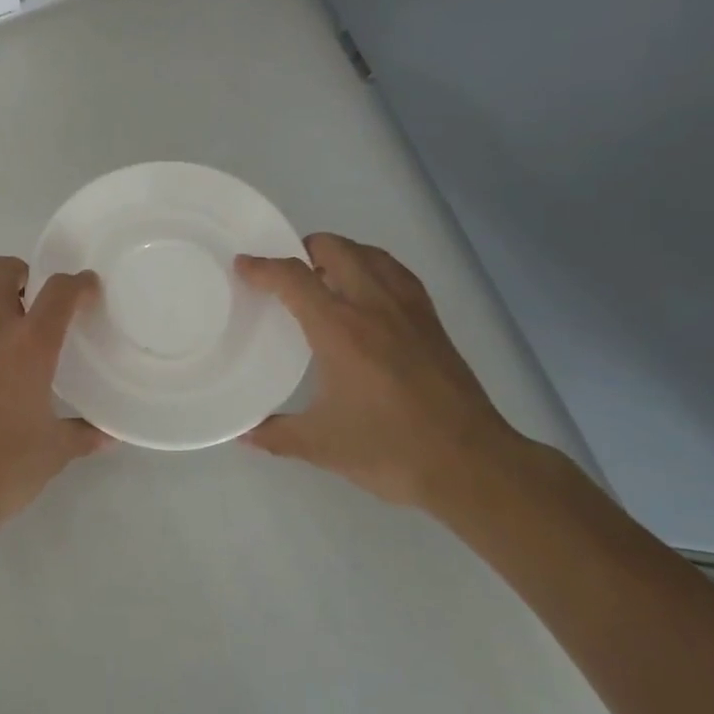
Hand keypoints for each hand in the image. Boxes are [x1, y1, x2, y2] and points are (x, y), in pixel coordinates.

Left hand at [0, 256, 103, 535]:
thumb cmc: (2, 469)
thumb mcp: (53, 452)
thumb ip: (83, 435)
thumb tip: (107, 435)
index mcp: (29, 346)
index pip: (58, 291)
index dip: (77, 283)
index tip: (87, 288)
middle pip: (1, 270)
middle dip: (22, 272)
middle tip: (36, 299)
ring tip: (9, 327)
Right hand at [237, 234, 525, 507]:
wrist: (470, 464)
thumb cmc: (390, 449)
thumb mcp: (321, 445)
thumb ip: (276, 434)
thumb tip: (242, 433)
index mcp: (339, 328)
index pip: (292, 277)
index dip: (262, 267)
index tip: (243, 265)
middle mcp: (372, 305)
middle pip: (335, 248)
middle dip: (304, 248)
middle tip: (286, 272)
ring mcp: (408, 309)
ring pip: (370, 254)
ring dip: (342, 254)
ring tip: (325, 278)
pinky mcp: (431, 321)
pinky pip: (397, 274)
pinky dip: (374, 268)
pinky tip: (369, 294)